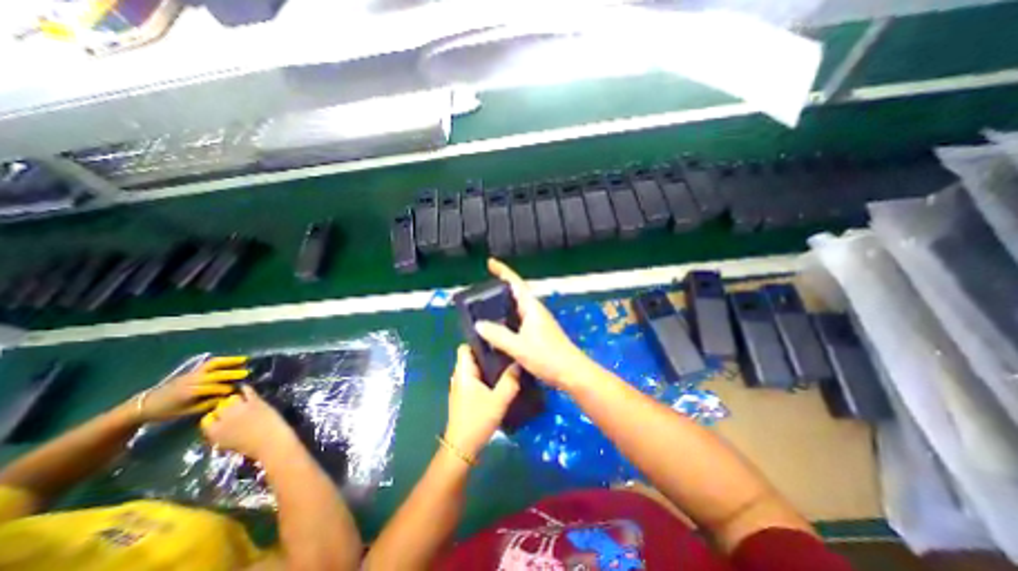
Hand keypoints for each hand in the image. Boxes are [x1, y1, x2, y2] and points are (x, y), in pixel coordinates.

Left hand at [137, 356, 249, 423]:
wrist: (145, 405)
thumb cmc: (166, 411)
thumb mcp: (186, 412)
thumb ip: (207, 404)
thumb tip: (226, 398)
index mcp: (189, 392)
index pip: (212, 388)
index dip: (226, 388)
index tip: (238, 389)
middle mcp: (192, 380)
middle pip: (215, 374)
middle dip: (231, 373)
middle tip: (247, 373)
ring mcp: (192, 373)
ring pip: (213, 364)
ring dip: (229, 361)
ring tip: (244, 359)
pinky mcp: (193, 371)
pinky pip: (210, 363)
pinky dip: (223, 360)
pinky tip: (233, 360)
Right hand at [196, 384, 295, 458]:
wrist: (270, 441)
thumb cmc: (251, 446)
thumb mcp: (227, 443)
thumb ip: (221, 433)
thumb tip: (220, 424)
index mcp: (214, 433)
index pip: (207, 419)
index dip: (214, 417)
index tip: (220, 417)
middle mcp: (224, 418)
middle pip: (219, 407)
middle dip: (225, 407)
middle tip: (233, 408)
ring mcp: (240, 408)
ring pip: (233, 398)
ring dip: (237, 399)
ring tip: (241, 400)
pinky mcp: (255, 401)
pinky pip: (248, 391)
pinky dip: (247, 388)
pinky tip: (245, 387)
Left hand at [446, 343, 519, 458]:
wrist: (462, 447)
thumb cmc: (477, 420)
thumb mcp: (498, 400)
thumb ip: (510, 381)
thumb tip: (519, 362)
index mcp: (464, 372)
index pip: (465, 347)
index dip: (478, 341)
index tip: (496, 340)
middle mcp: (459, 375)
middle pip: (472, 356)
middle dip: (487, 353)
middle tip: (506, 351)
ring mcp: (461, 386)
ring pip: (474, 368)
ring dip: (487, 365)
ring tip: (506, 363)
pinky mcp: (465, 395)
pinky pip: (475, 378)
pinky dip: (485, 376)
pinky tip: (500, 380)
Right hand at [476, 260, 594, 388]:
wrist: (572, 372)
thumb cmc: (548, 357)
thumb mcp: (519, 346)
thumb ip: (498, 335)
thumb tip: (479, 324)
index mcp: (532, 307)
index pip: (515, 283)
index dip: (503, 271)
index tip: (490, 263)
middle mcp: (535, 310)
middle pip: (516, 293)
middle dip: (500, 288)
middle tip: (482, 290)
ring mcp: (538, 321)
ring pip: (517, 307)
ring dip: (503, 304)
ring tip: (486, 308)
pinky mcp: (539, 332)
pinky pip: (519, 319)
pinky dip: (508, 318)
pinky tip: (500, 328)